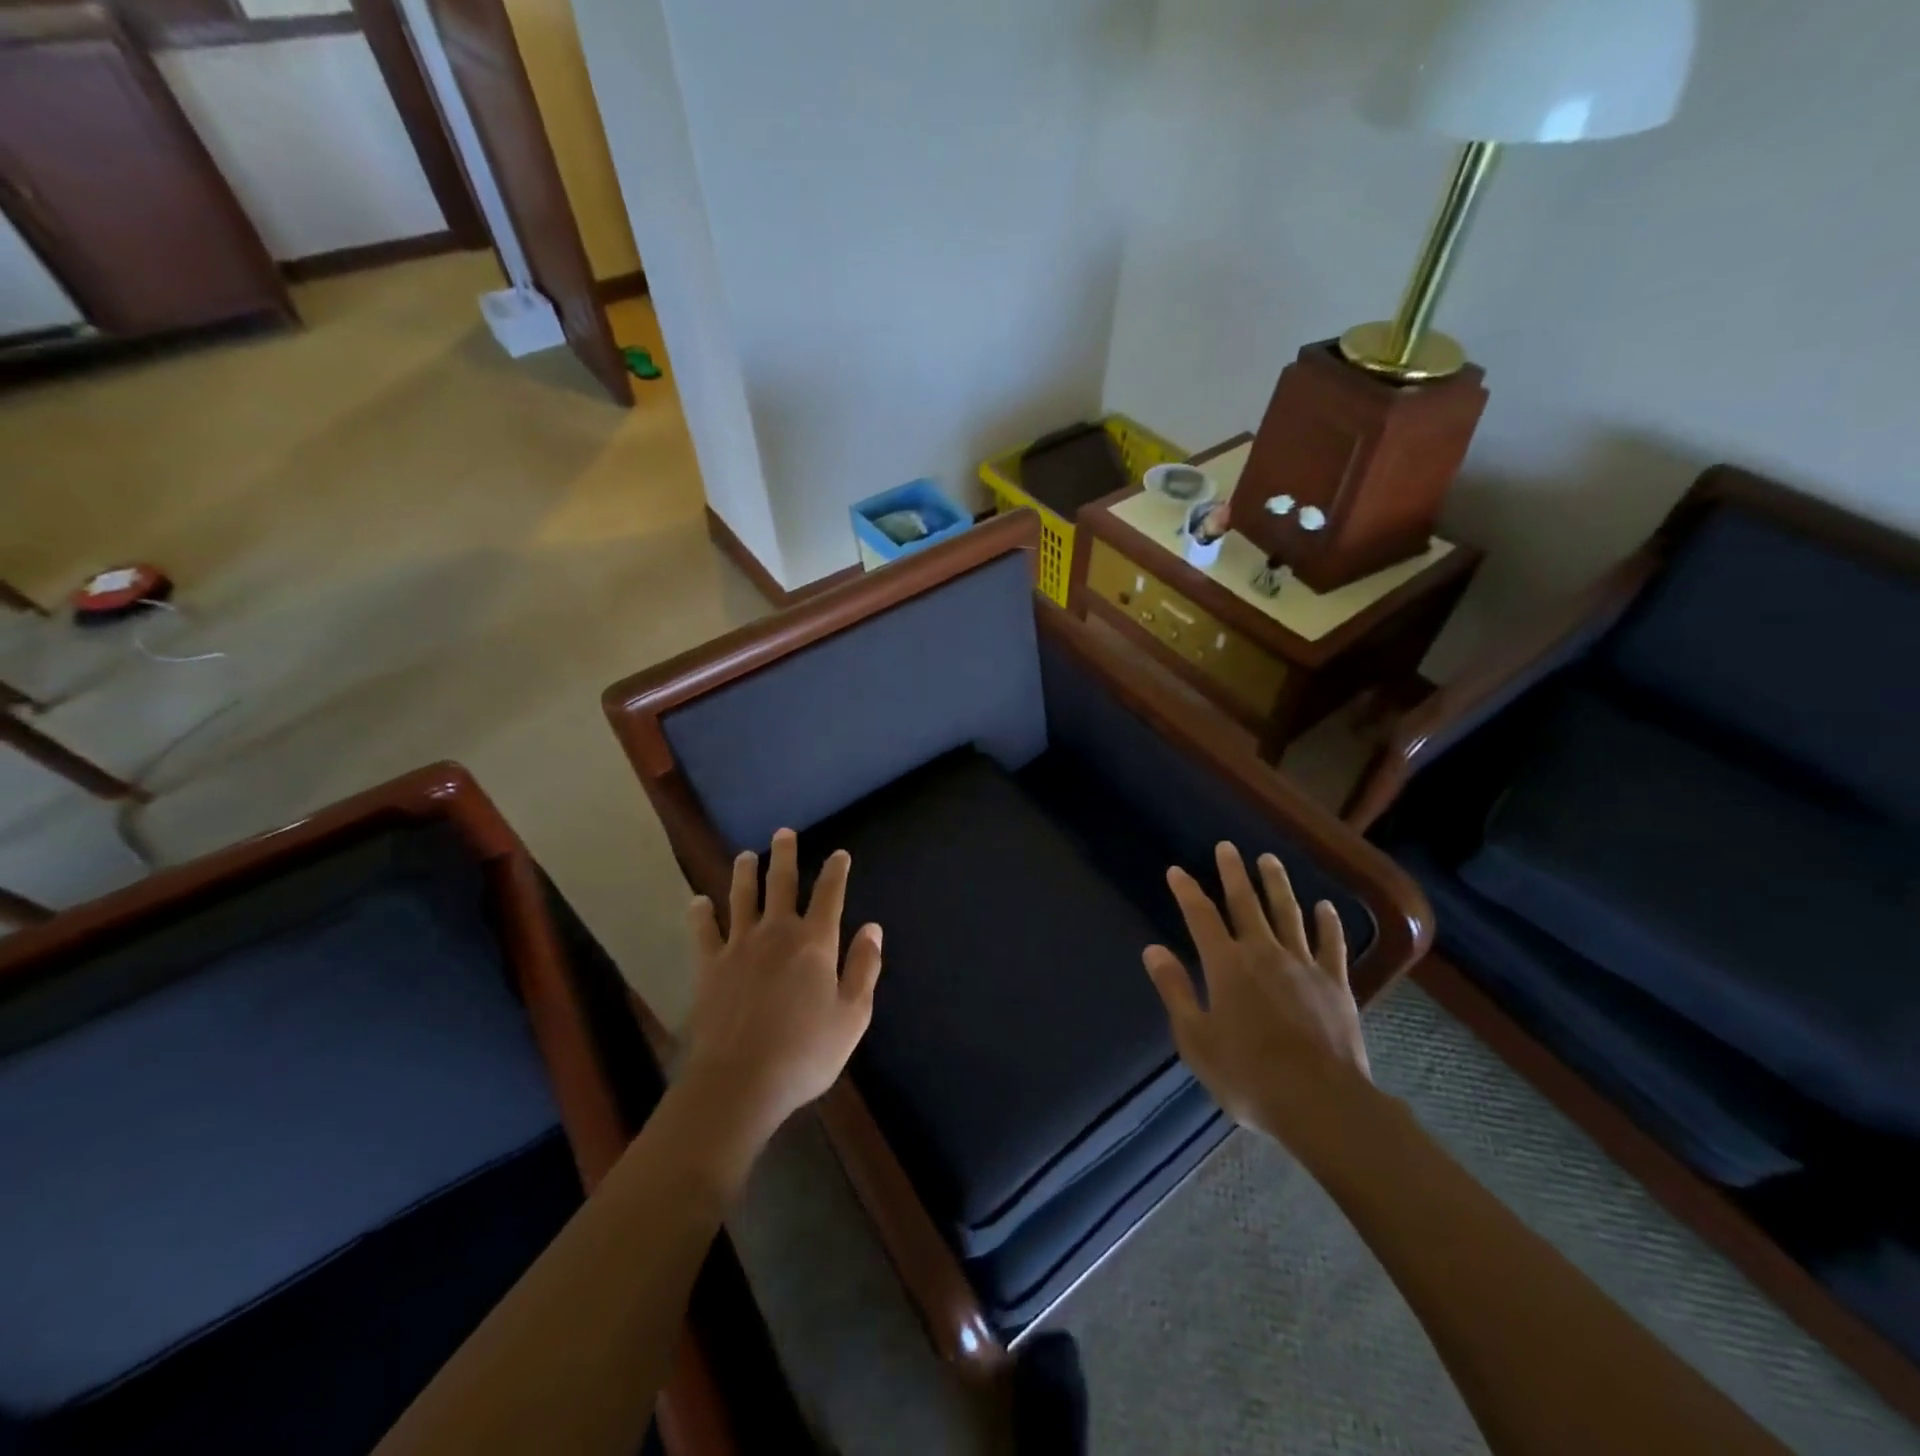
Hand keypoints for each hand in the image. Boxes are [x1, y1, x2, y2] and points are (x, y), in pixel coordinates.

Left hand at [679, 829, 883, 1145]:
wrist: (740, 1082)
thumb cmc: (805, 1052)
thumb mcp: (852, 1016)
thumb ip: (864, 968)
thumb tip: (872, 928)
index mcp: (815, 942)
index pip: (829, 895)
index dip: (836, 872)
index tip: (839, 853)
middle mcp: (776, 933)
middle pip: (781, 883)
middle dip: (785, 855)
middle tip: (783, 833)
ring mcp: (739, 947)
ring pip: (742, 898)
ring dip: (744, 873)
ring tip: (744, 855)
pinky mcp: (709, 967)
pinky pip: (704, 932)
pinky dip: (701, 914)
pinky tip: (698, 902)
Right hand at [1143, 842, 1370, 1154]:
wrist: (1321, 1103)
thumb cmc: (1248, 1075)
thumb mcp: (1196, 1038)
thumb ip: (1175, 990)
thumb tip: (1153, 950)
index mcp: (1226, 966)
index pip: (1201, 916)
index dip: (1187, 891)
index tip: (1177, 870)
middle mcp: (1263, 953)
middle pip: (1245, 903)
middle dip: (1233, 874)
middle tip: (1227, 847)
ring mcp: (1303, 965)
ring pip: (1288, 913)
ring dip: (1276, 884)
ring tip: (1268, 859)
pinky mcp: (1335, 984)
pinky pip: (1331, 944)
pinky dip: (1327, 923)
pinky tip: (1325, 907)